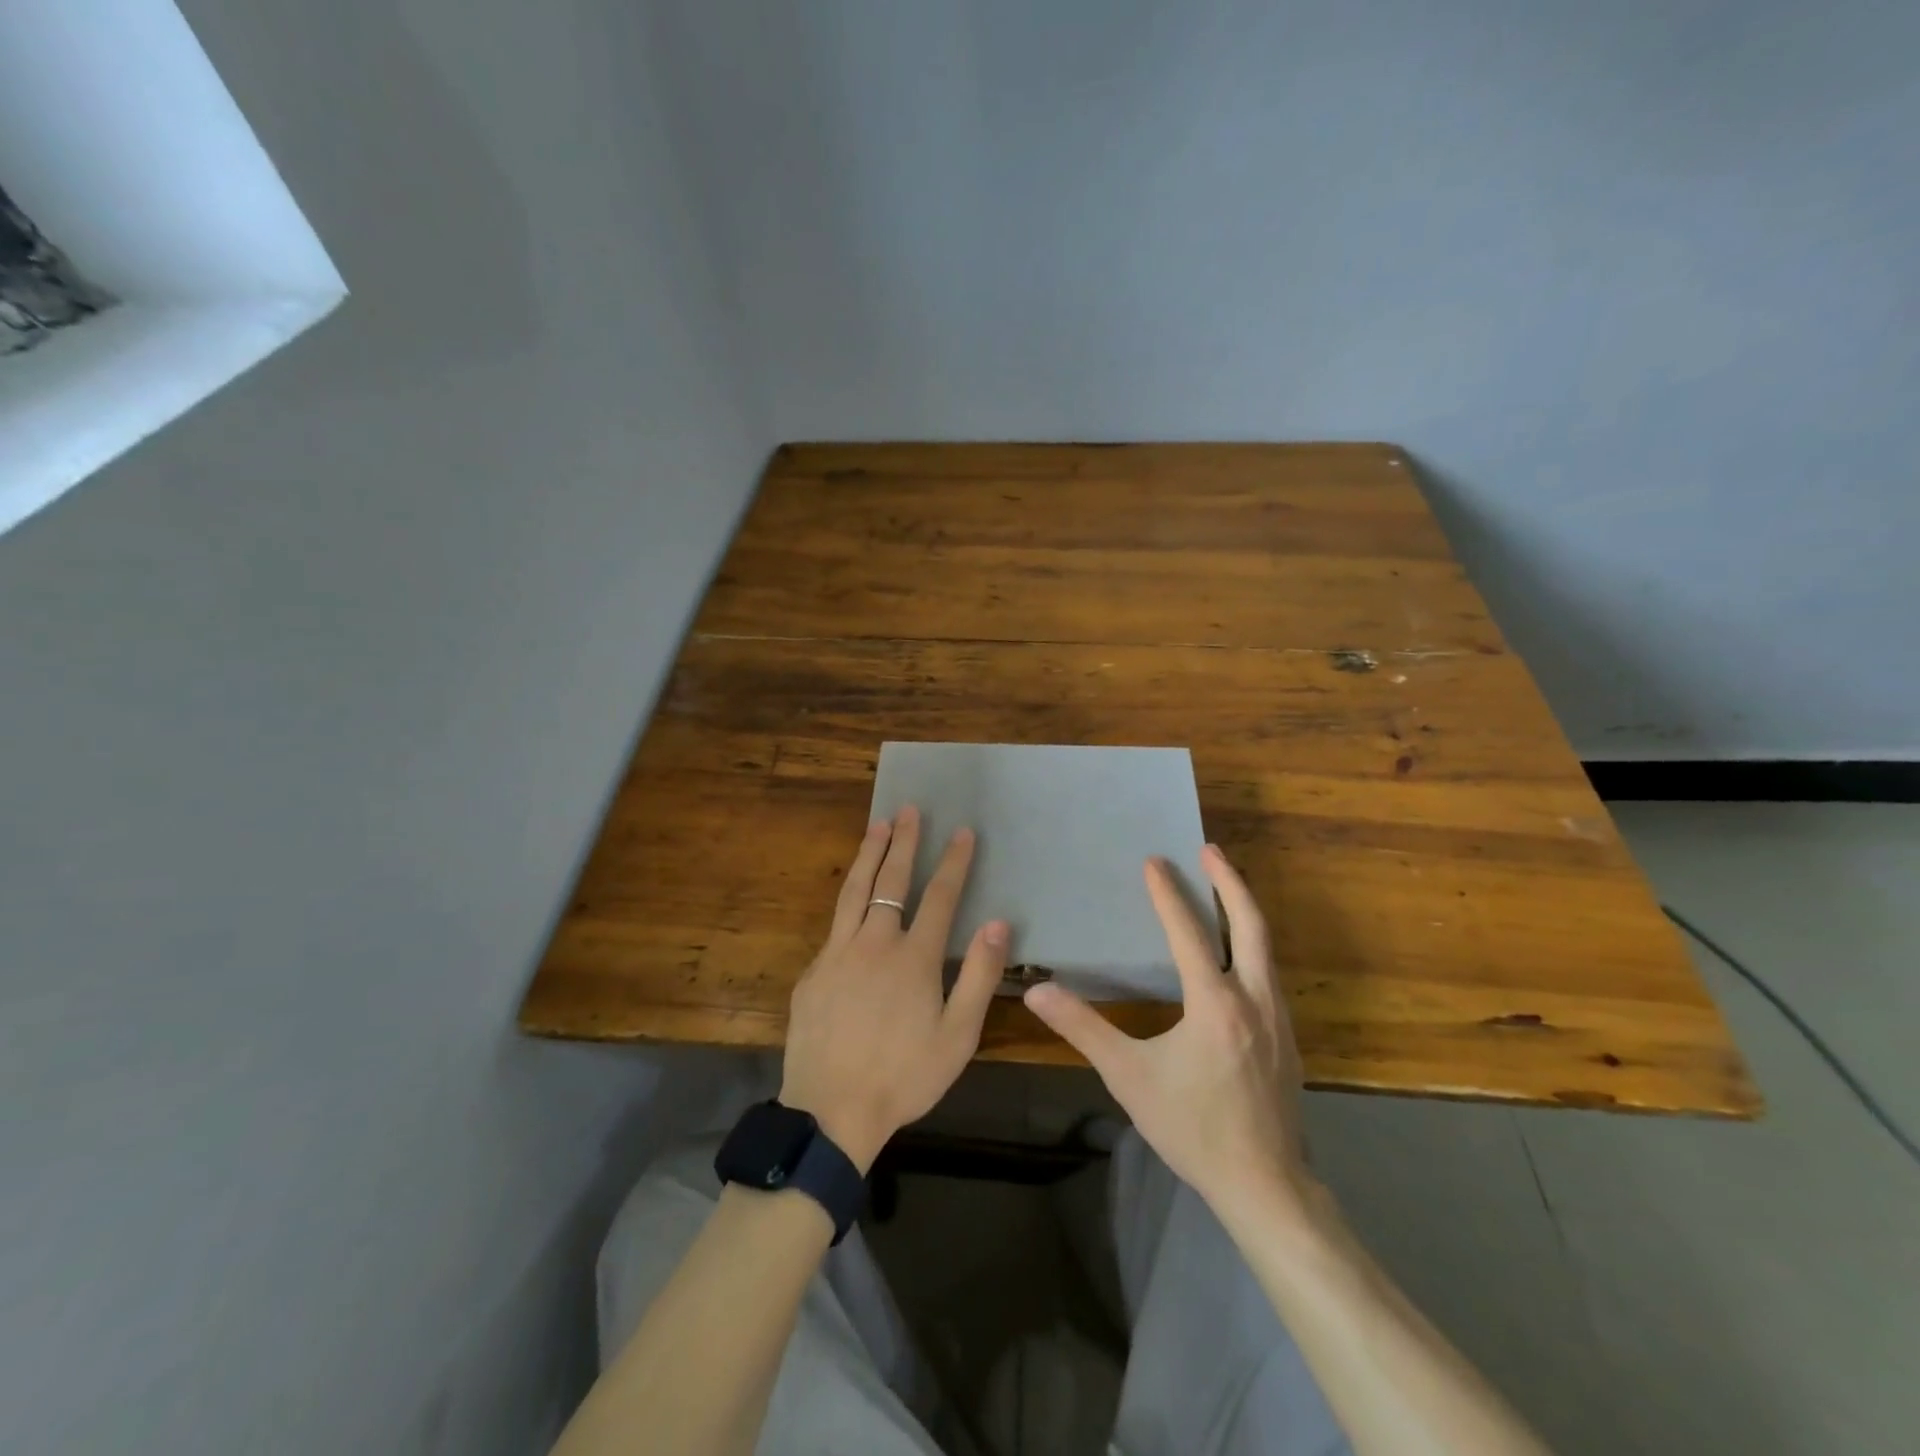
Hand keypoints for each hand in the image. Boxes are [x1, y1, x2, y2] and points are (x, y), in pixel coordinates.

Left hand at [780, 806, 1008, 1171]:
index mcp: (913, 958)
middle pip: (891, 881)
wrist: (831, 1111)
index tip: (962, 831)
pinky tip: (852, 897)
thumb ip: (978, 976)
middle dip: (904, 842)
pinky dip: (848, 899)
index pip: (940, 896)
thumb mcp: (957, 1035)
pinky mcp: (813, 972)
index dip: (954, 862)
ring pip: (854, 891)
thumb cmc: (904, 1076)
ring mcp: (837, 954)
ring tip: (877, 825)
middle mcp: (874, 943)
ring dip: (869, 855)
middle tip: (910, 809)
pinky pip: (834, 925)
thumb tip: (998, 923)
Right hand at [1024, 845, 1310, 1220]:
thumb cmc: (1193, 1127)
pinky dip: (1254, 946)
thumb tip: (1036, 992)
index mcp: (1215, 1003)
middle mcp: (1255, 999)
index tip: (1154, 862)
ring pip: (1267, 948)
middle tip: (1210, 850)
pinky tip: (1239, 956)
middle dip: (1230, 883)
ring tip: (1225, 888)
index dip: (1169, 895)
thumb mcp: (1129, 1077)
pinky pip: (1270, 974)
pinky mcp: (1287, 1039)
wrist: (1265, 1186)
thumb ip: (1083, 1029)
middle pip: (1250, 925)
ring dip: (1244, 911)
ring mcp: (1278, 1019)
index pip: (1190, 934)